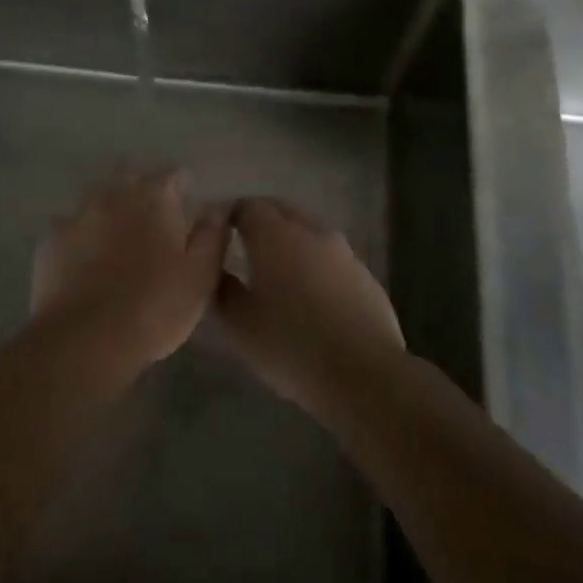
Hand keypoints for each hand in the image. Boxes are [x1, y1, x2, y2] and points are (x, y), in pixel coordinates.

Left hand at [32, 166, 231, 373]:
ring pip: (96, 198)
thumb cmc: (154, 306)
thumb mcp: (200, 275)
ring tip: (118, 236)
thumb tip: (219, 204)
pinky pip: (70, 228)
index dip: (182, 185)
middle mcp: (112, 195)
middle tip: (153, 215)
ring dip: (109, 209)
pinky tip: (85, 259)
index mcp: (153, 198)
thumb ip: (212, 233)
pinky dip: (82, 236)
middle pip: (129, 174)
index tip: (187, 202)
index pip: (172, 174)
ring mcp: (76, 215)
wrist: (84, 340)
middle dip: (142, 187)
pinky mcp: (50, 241)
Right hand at [215, 198, 405, 419]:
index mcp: (275, 235)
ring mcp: (343, 252)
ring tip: (277, 273)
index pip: (247, 206)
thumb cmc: (291, 346)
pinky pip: (331, 258)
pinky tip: (311, 297)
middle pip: (281, 210)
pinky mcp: (366, 276)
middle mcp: (310, 232)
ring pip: (309, 232)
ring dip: (290, 241)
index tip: (218, 235)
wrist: (365, 376)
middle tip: (243, 246)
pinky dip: (315, 264)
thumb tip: (216, 271)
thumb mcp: (239, 325)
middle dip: (260, 221)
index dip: (229, 216)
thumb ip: (222, 289)